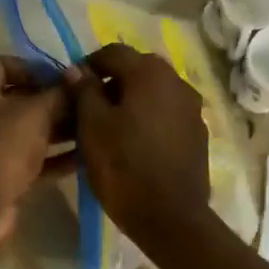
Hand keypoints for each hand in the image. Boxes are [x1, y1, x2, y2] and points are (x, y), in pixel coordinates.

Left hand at [0, 56, 72, 249]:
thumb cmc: (2, 148)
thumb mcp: (35, 113)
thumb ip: (58, 94)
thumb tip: (76, 80)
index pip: (1, 64)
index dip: (33, 67)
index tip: (63, 76)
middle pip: (19, 99)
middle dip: (53, 100)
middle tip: (86, 102)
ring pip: (28, 131)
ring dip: (59, 129)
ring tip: (93, 127)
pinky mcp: (2, 175)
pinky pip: (32, 159)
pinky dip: (55, 157)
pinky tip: (85, 156)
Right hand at [67, 43, 209, 246]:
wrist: (169, 217)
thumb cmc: (123, 167)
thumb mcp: (92, 127)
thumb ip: (84, 92)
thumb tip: (76, 69)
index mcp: (150, 74)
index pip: (113, 52)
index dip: (88, 65)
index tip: (71, 87)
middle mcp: (177, 82)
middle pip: (137, 71)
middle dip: (111, 84)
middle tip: (87, 109)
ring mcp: (192, 109)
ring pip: (153, 94)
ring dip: (130, 103)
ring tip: (109, 129)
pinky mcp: (197, 135)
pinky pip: (166, 116)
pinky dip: (147, 121)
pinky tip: (133, 145)